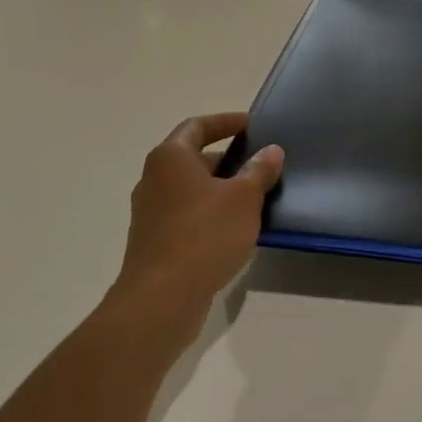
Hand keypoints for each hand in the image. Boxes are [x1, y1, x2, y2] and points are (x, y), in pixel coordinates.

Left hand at [111, 113, 283, 347]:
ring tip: (254, 197)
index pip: (197, 126)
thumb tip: (271, 150)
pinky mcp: (154, 242)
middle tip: (259, 165)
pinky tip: (235, 229)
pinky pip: (186, 215)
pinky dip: (210, 213)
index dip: (225, 122)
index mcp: (170, 158)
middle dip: (227, 159)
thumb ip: (259, 170)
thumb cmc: (205, 235)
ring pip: (191, 189)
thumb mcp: (244, 198)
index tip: (251, 125)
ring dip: (220, 189)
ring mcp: (150, 213)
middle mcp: (153, 179)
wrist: (161, 299)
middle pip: (193, 158)